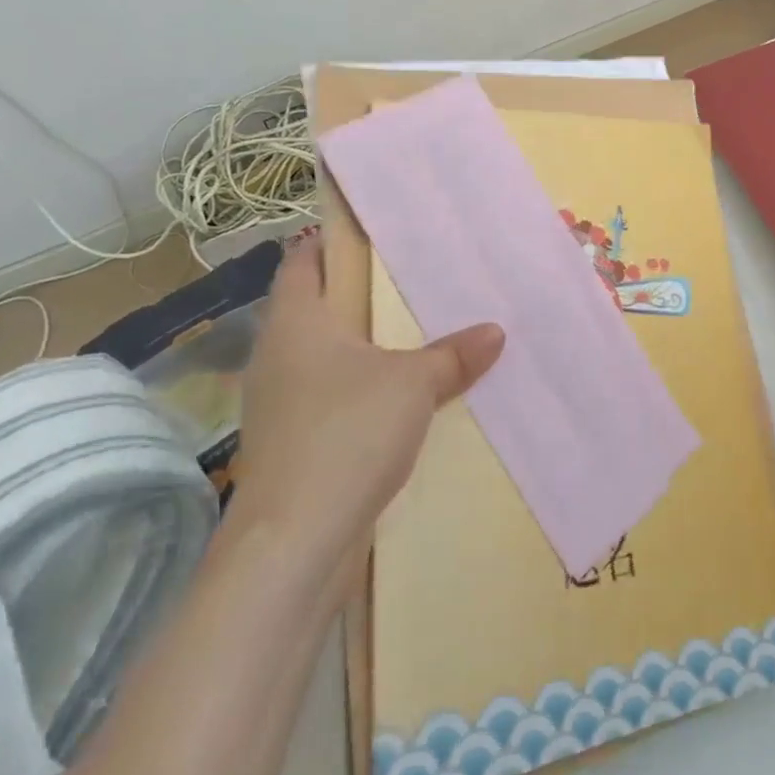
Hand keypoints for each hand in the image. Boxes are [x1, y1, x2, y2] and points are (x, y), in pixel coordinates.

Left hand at [230, 240, 503, 578]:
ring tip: (414, 332)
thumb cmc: (347, 433)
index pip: (302, 260)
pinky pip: (328, 394)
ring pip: (324, 354)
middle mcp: (278, 354)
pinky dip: (359, 386)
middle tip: (412, 278)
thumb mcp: (413, 384)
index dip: (330, 239)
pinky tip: (398, 395)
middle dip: (359, 293)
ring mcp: (279, 401)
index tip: (373, 230)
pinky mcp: (290, 442)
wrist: (294, 544)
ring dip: (362, 344)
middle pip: (316, 306)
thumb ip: (453, 354)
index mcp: (296, 321)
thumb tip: (495, 331)